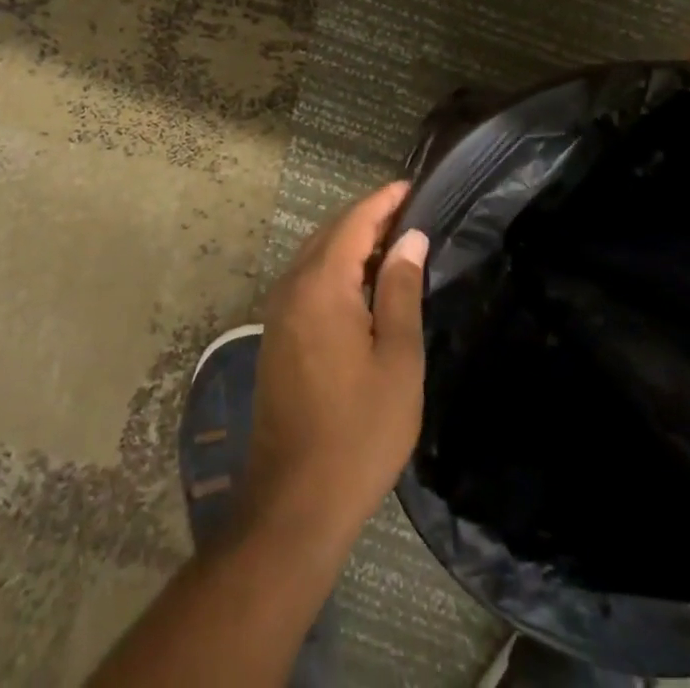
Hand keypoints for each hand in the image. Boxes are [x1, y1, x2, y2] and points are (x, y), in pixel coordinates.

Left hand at [242, 182, 428, 551]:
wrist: (294, 502)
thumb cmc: (358, 431)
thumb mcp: (396, 360)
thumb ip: (400, 290)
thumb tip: (410, 238)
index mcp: (320, 286)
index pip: (353, 223)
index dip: (383, 201)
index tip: (412, 187)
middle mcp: (291, 287)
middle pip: (331, 234)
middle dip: (369, 218)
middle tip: (410, 213)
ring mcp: (278, 312)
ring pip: (317, 256)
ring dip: (352, 243)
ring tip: (394, 242)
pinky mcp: (276, 335)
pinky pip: (308, 281)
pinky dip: (337, 268)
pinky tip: (363, 284)